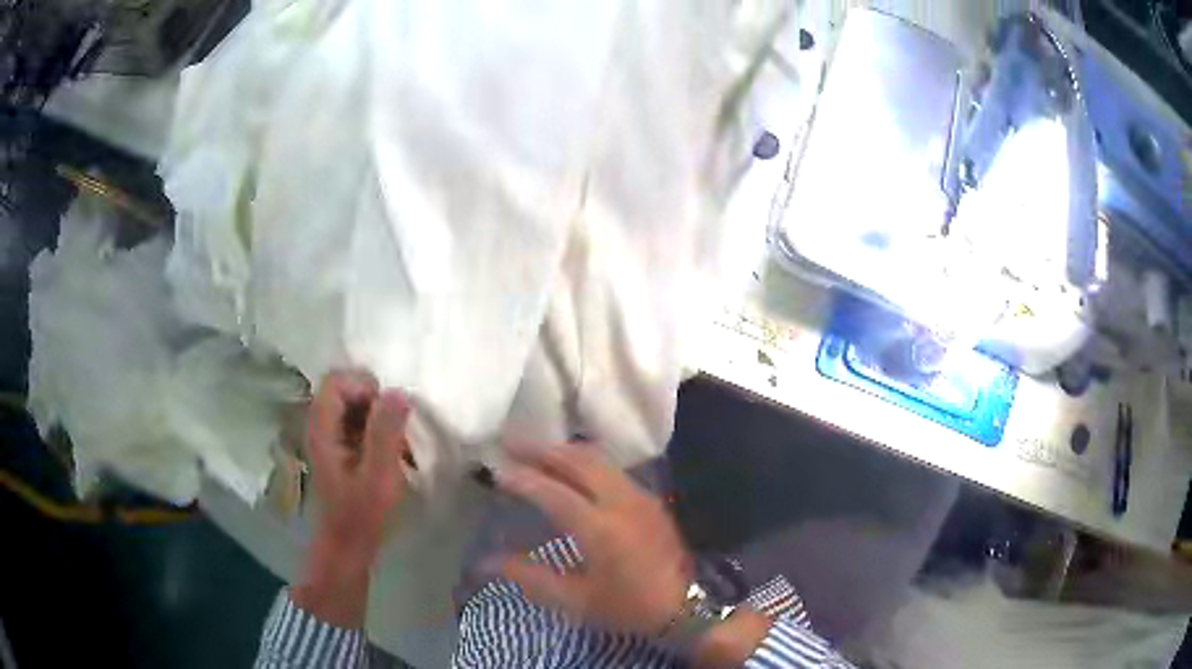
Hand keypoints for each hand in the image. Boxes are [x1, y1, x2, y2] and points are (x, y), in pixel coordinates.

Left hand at [292, 369, 411, 627]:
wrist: (348, 546)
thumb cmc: (361, 513)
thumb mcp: (379, 474)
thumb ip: (386, 432)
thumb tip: (397, 392)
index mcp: (323, 428)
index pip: (337, 381)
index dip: (364, 386)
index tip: (388, 411)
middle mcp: (321, 427)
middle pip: (345, 390)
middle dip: (375, 403)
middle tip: (397, 429)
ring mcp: (330, 439)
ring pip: (354, 408)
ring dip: (380, 419)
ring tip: (399, 445)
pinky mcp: (340, 451)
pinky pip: (358, 425)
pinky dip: (378, 432)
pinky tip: (394, 455)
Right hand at [494, 444, 694, 636]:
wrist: (685, 607)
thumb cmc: (627, 608)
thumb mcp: (575, 601)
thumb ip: (531, 576)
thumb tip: (487, 560)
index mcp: (601, 529)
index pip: (553, 492)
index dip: (522, 478)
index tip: (495, 468)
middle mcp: (621, 502)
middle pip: (578, 461)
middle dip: (542, 449)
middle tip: (510, 443)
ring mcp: (640, 496)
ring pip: (598, 459)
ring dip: (563, 451)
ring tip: (535, 451)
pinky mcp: (650, 499)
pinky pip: (612, 467)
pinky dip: (584, 460)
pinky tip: (570, 467)